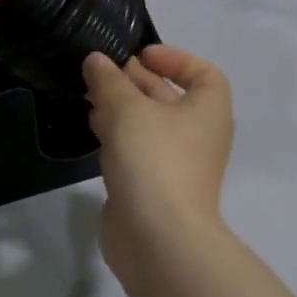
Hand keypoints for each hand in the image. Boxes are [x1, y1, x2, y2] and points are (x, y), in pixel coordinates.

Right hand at [83, 45, 234, 270]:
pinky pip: (137, 150)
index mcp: (207, 110)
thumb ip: (109, 80)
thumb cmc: (154, 159)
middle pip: (170, 97)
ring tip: (89, 96)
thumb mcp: (127, 109)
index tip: (140, 56)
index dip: (175, 59)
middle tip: (101, 72)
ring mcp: (177, 164)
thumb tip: (96, 60)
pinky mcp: (154, 188)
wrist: (159, 240)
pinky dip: (118, 135)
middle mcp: (198, 135)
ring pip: (149, 124)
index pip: (203, 74)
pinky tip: (92, 128)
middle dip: (136, 81)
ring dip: (121, 107)